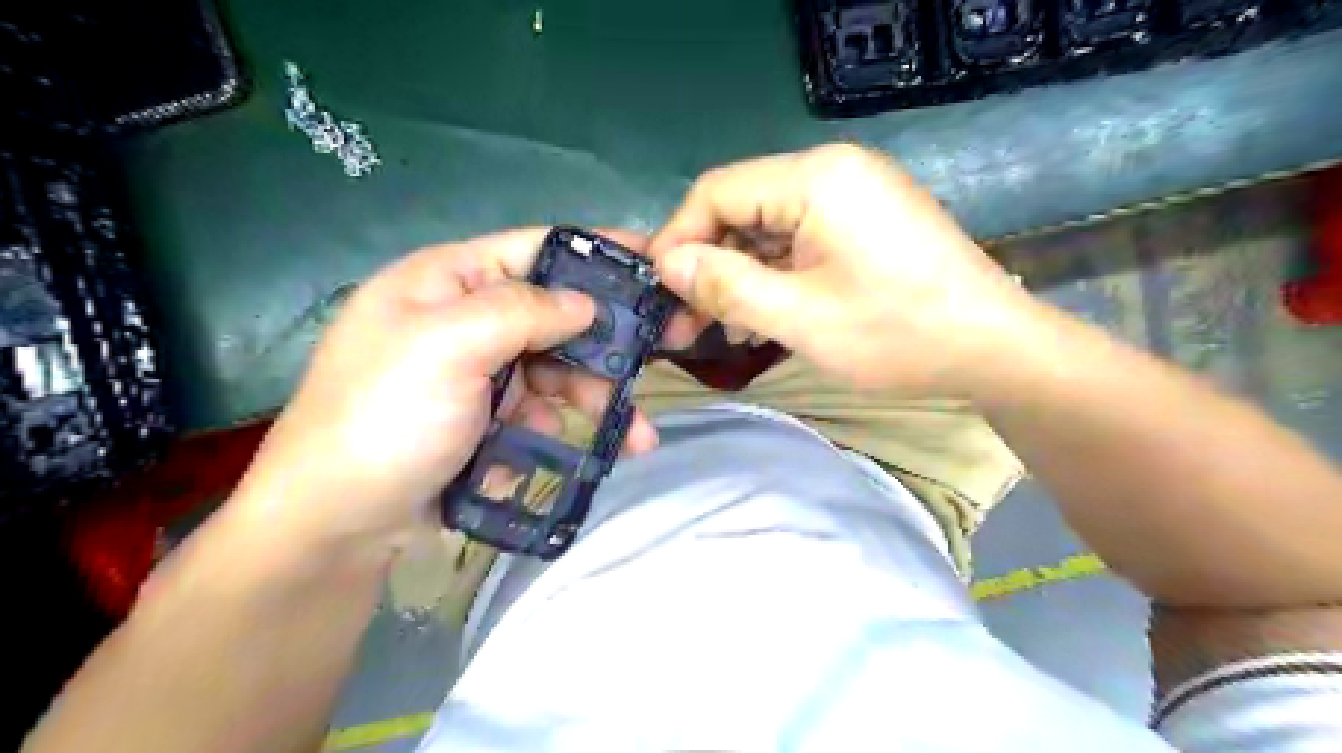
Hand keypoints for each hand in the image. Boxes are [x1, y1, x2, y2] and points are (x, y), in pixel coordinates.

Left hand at [230, 230, 657, 565]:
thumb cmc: (386, 418)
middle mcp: (464, 320)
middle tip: (666, 353)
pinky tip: (569, 454)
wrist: (336, 524)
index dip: (596, 253)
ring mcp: (475, 374)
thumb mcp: (448, 347)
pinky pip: (539, 413)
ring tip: (639, 438)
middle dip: (608, 343)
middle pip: (555, 317)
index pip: (535, 249)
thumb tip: (586, 304)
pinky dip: (559, 431)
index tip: (656, 265)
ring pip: (555, 372)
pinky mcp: (484, 421)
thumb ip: (523, 312)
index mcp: (448, 282)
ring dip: (596, 400)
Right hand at [650, 145, 1034, 396]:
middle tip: (685, 322)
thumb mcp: (799, 316)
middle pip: (742, 209)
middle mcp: (832, 171)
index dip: (678, 239)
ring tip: (722, 329)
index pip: (717, 191)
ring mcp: (852, 195)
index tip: (658, 290)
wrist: (993, 349)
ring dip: (739, 276)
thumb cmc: (896, 333)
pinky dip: (773, 276)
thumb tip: (668, 265)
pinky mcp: (863, 222)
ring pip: (767, 229)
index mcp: (815, 178)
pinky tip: (761, 317)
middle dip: (708, 265)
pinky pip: (798, 241)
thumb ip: (725, 285)